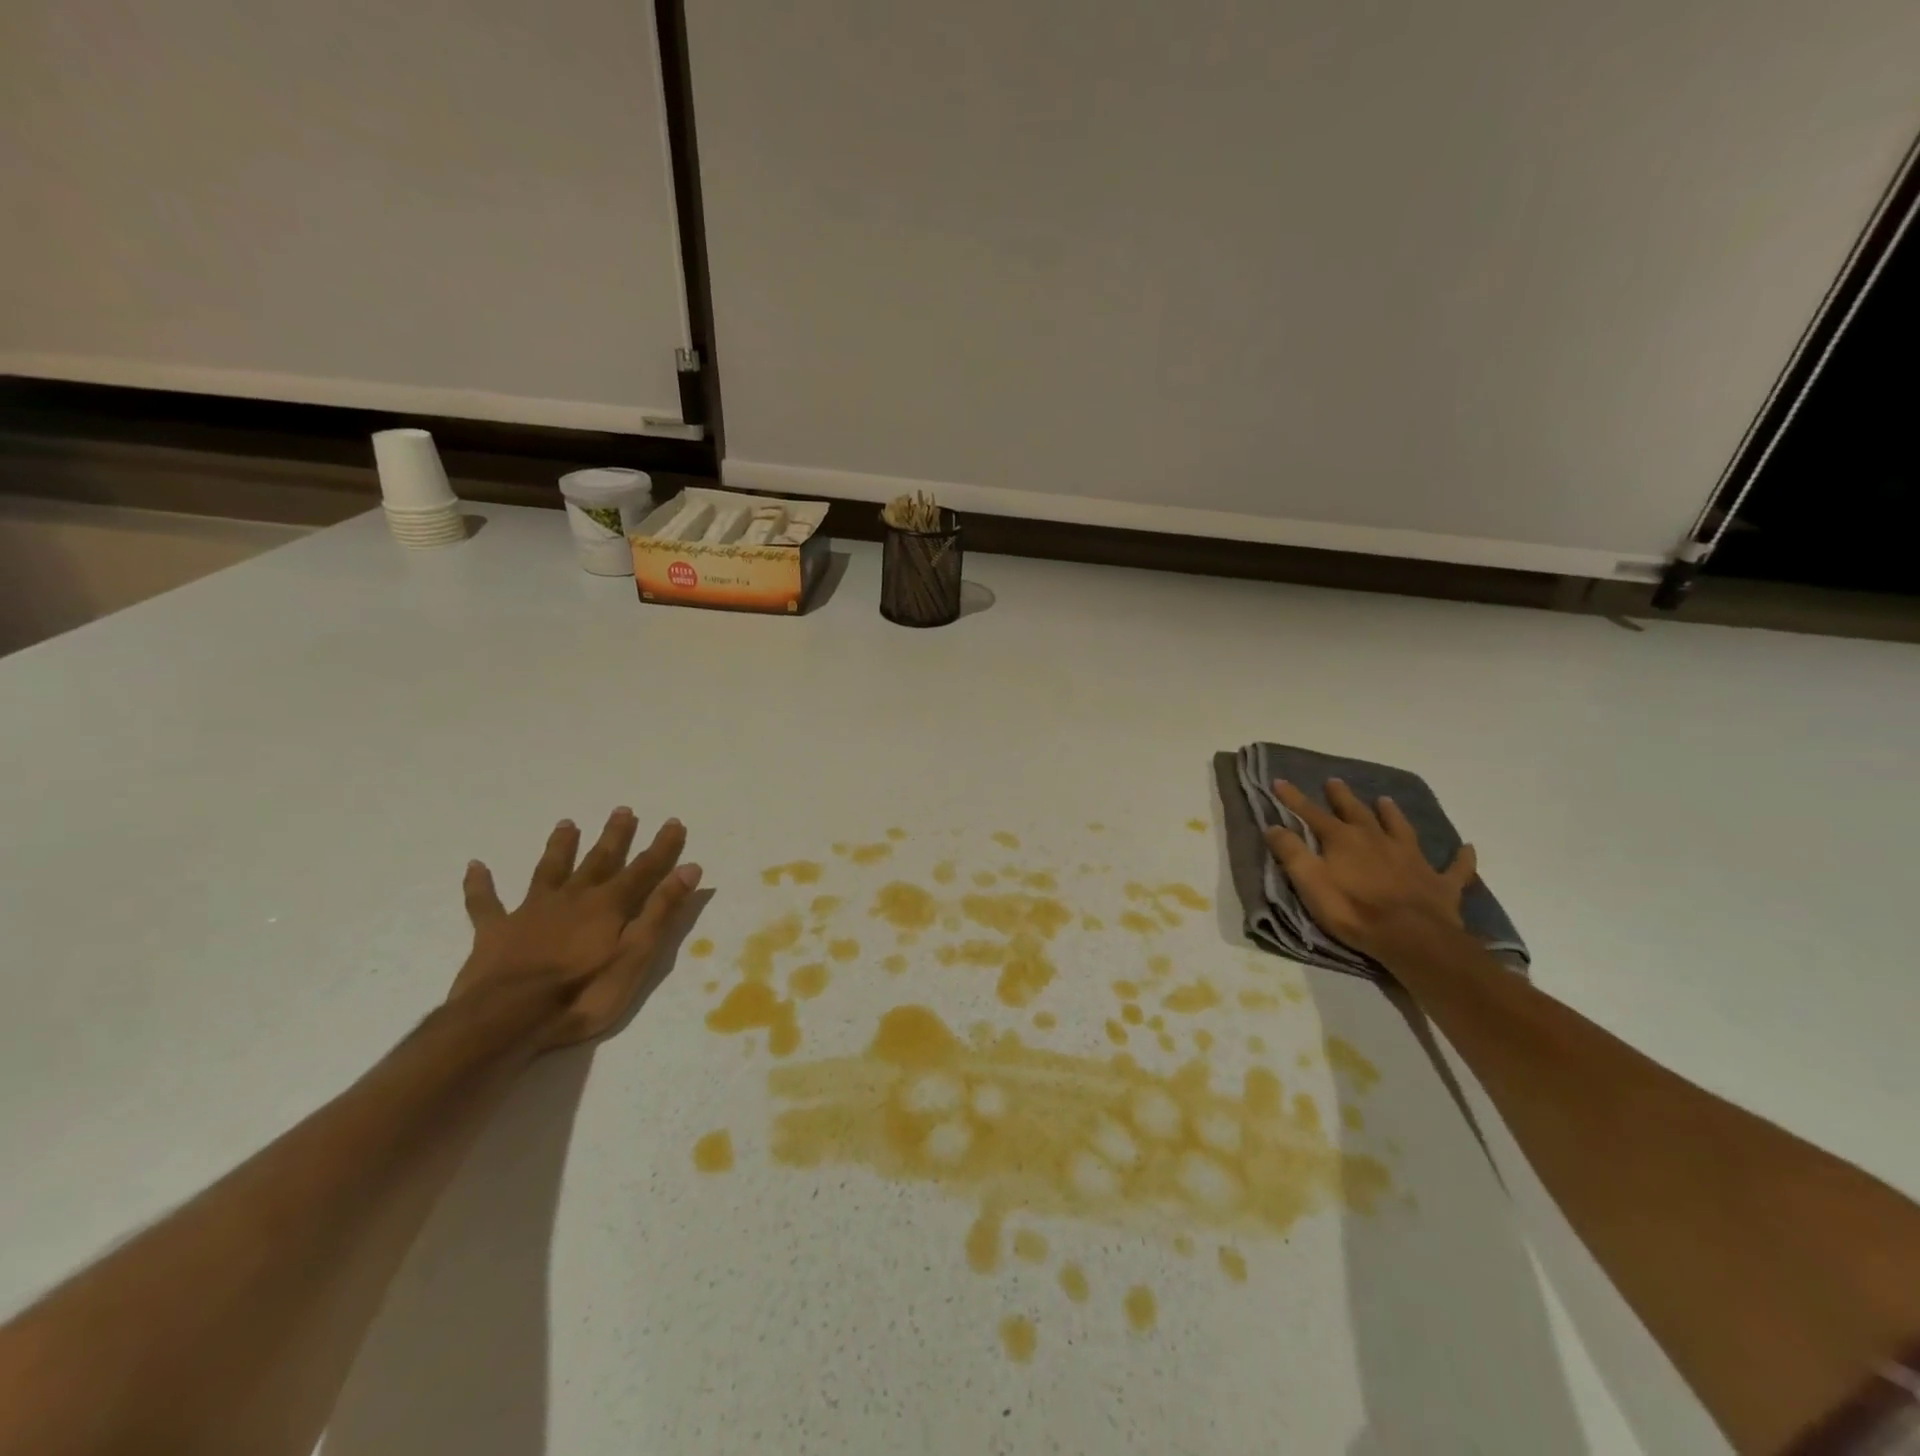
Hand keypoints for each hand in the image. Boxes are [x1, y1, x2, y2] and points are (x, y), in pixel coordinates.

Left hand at [449, 808, 700, 1048]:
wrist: (508, 1018)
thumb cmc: (583, 992)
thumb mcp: (636, 955)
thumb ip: (661, 911)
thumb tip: (690, 868)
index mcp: (608, 905)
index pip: (643, 869)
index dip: (662, 847)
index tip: (674, 822)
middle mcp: (572, 897)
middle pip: (598, 860)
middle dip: (614, 836)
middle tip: (622, 810)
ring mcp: (531, 911)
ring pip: (549, 871)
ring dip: (560, 847)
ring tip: (567, 823)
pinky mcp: (495, 931)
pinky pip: (485, 903)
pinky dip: (481, 884)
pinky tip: (476, 866)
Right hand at [1265, 778, 1476, 964]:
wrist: (1412, 938)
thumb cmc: (1353, 910)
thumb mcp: (1310, 882)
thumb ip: (1291, 852)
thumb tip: (1273, 826)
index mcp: (1343, 840)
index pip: (1312, 813)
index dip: (1293, 798)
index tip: (1279, 781)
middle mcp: (1377, 840)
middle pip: (1357, 812)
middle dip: (1342, 797)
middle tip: (1334, 782)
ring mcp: (1412, 859)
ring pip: (1401, 829)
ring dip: (1392, 814)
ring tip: (1386, 800)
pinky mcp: (1440, 883)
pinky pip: (1454, 867)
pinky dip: (1460, 857)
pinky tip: (1466, 848)